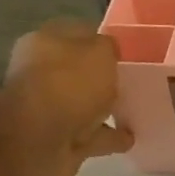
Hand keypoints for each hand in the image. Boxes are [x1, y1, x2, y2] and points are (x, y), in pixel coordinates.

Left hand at [1, 22, 132, 175]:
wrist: (38, 141)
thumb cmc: (68, 85)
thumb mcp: (99, 52)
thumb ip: (108, 47)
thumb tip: (110, 51)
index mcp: (45, 44)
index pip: (78, 34)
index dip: (102, 40)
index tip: (128, 51)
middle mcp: (43, 74)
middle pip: (80, 72)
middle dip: (102, 77)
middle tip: (132, 80)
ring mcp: (50, 109)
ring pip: (86, 105)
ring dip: (107, 109)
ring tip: (135, 111)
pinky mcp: (60, 140)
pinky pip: (93, 135)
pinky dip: (110, 136)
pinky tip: (131, 137)